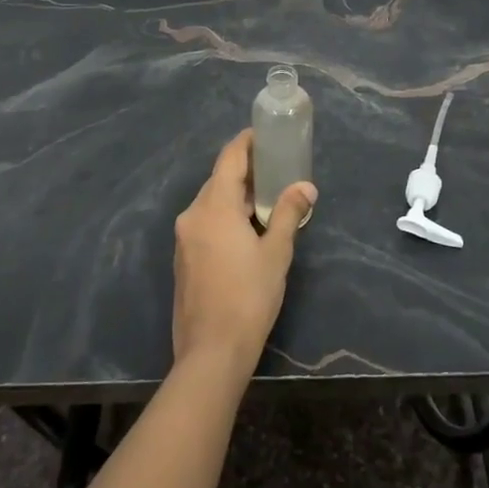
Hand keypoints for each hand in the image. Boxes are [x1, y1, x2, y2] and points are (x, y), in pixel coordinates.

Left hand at [172, 129, 315, 371]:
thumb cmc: (249, 297)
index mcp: (213, 207)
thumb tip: (305, 186)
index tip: (266, 134)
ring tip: (267, 197)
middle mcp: (193, 215)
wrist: (211, 352)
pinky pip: (205, 223)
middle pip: (219, 179)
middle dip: (246, 170)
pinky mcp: (183, 259)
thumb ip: (288, 213)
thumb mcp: (276, 252)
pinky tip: (247, 228)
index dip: (246, 142)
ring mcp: (184, 238)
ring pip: (211, 202)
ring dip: (236, 195)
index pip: (229, 159)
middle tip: (276, 167)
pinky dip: (225, 215)